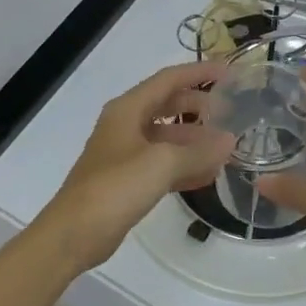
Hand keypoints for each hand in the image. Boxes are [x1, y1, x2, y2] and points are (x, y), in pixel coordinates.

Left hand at [44, 62, 235, 265]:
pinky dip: (185, 166)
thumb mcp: (162, 164)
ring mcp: (126, 153)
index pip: (168, 79)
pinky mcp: (128, 180)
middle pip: (168, 105)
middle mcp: (126, 125)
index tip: (229, 72)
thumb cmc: (115, 187)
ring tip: (226, 146)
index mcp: (128, 109)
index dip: (199, 73)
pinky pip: (163, 164)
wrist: (74, 233)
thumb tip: (229, 140)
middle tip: (231, 113)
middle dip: (199, 107)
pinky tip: (209, 175)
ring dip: (195, 140)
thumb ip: (198, 151)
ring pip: (167, 137)